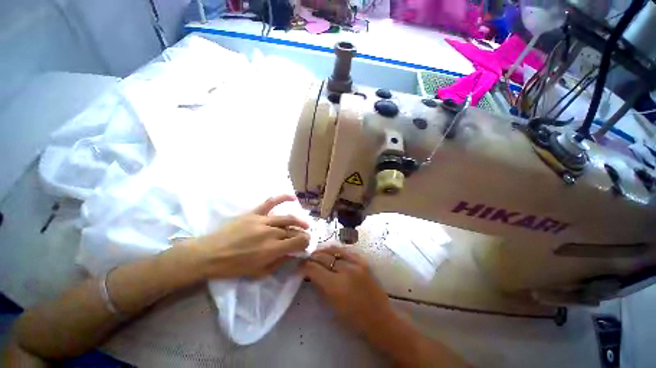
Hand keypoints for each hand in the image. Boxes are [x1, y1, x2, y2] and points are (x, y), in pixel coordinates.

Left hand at [186, 195, 310, 278]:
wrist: (209, 254)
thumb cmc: (234, 267)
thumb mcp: (259, 272)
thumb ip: (279, 262)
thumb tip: (292, 254)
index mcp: (272, 249)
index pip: (298, 242)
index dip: (305, 243)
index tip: (306, 244)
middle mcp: (271, 233)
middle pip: (293, 231)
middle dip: (302, 234)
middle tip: (305, 236)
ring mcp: (263, 221)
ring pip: (287, 219)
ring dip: (299, 221)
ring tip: (305, 224)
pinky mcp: (255, 213)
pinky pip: (271, 202)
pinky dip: (283, 198)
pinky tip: (293, 198)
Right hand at [300, 245, 393, 334]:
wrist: (380, 319)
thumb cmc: (354, 319)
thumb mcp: (332, 306)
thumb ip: (320, 287)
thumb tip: (311, 274)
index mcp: (336, 286)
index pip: (314, 269)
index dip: (304, 267)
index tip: (300, 267)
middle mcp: (346, 270)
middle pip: (323, 257)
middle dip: (312, 257)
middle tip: (307, 260)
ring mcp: (357, 263)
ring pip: (334, 249)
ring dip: (323, 251)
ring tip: (318, 253)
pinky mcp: (364, 261)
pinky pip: (346, 250)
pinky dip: (337, 250)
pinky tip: (332, 252)